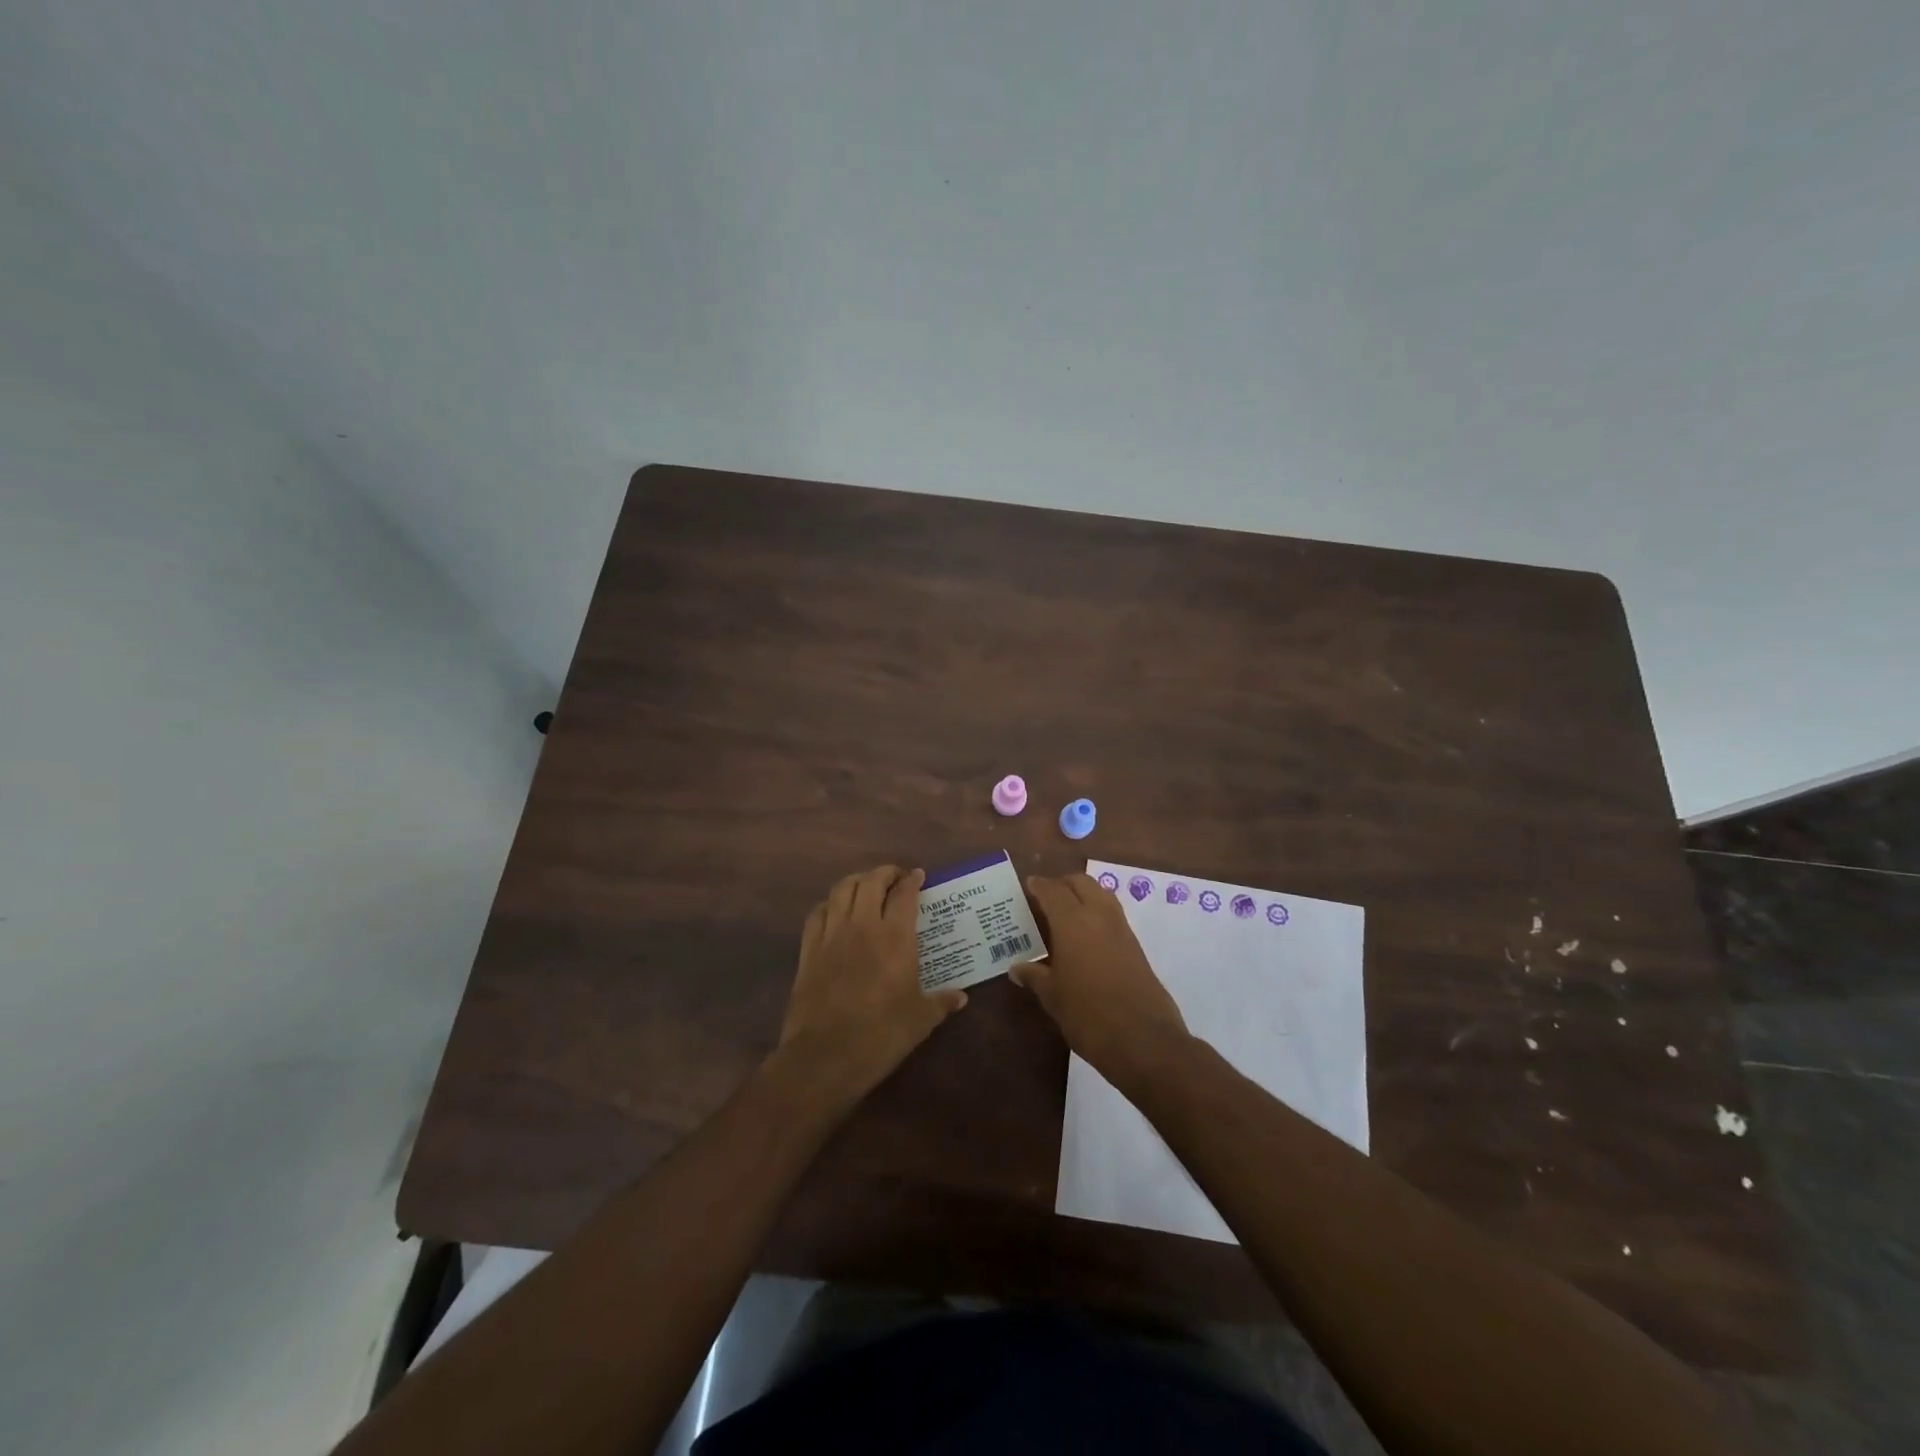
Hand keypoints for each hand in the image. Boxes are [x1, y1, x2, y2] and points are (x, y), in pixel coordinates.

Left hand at [775, 865, 965, 1106]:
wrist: (824, 1057)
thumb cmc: (881, 1036)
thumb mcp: (920, 1020)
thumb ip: (941, 1002)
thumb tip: (961, 997)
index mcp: (894, 937)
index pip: (904, 894)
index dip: (912, 881)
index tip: (919, 876)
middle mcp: (862, 926)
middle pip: (870, 882)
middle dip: (885, 873)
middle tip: (896, 878)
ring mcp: (831, 935)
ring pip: (841, 890)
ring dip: (857, 880)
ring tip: (867, 886)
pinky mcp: (808, 950)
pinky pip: (818, 913)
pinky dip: (830, 903)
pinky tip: (836, 910)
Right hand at [1016, 873, 1191, 1082]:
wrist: (1144, 1040)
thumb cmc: (1089, 1015)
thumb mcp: (1053, 997)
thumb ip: (1034, 976)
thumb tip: (1017, 968)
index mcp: (1073, 923)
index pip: (1053, 892)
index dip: (1039, 885)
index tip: (1028, 884)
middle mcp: (1099, 917)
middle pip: (1081, 883)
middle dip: (1063, 884)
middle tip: (1046, 896)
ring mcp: (1122, 930)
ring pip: (1102, 895)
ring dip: (1083, 894)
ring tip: (1065, 913)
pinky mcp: (1136, 947)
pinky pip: (1113, 915)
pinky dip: (1097, 912)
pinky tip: (1086, 936)